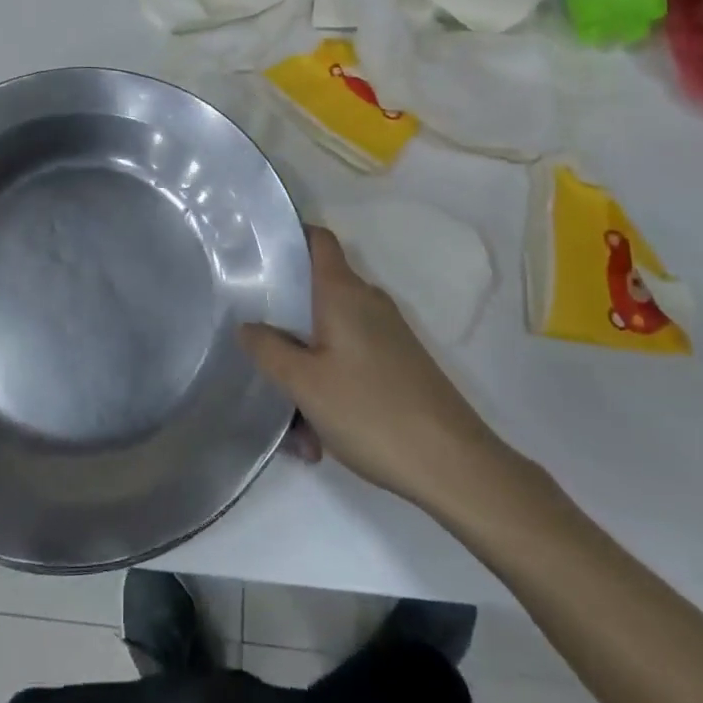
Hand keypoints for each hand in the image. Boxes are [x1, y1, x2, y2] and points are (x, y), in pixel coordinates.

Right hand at [239, 227, 511, 510]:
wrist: (454, 466)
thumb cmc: (371, 411)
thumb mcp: (305, 383)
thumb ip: (269, 350)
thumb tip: (248, 325)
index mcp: (344, 293)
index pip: (319, 240)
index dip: (290, 236)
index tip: (258, 251)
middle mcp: (367, 303)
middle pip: (316, 295)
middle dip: (285, 325)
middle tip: (256, 352)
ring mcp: (387, 335)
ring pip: (330, 340)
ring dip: (306, 373)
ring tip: (294, 428)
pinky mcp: (398, 365)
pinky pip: (350, 364)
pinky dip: (330, 390)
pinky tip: (321, 439)